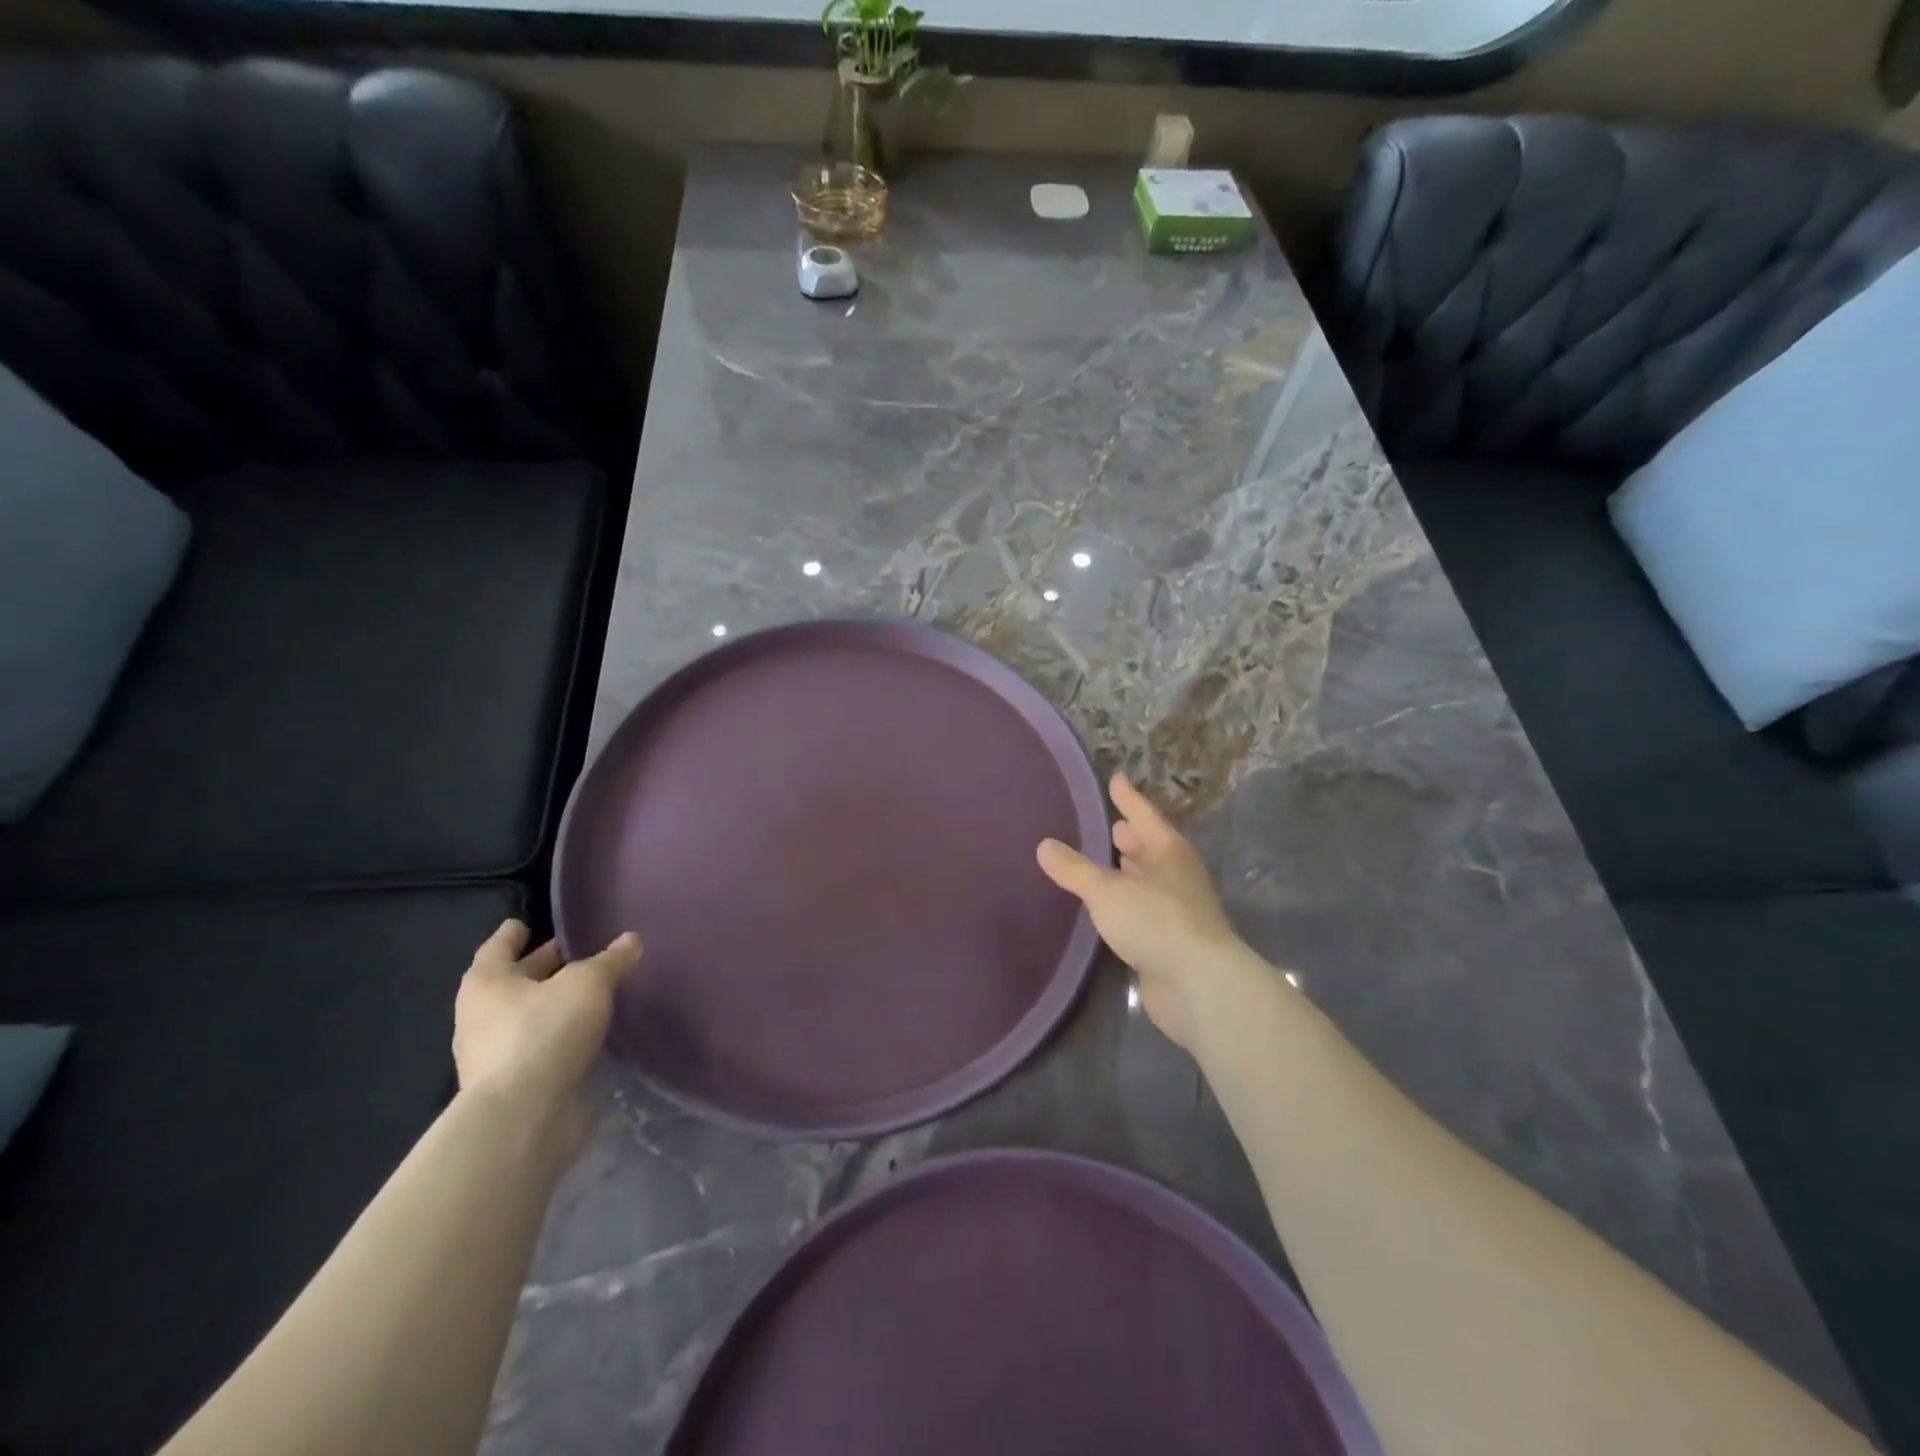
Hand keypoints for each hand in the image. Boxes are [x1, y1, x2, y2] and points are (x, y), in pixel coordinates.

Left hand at [453, 920, 641, 1117]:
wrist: (523, 1116)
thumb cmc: (545, 1031)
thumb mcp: (588, 983)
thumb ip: (611, 960)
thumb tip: (631, 939)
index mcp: (487, 982)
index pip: (499, 946)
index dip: (514, 933)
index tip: (526, 923)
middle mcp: (481, 1015)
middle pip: (513, 981)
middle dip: (541, 966)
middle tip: (576, 952)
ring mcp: (493, 1054)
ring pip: (527, 1014)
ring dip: (553, 1003)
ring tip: (590, 991)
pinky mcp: (514, 1084)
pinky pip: (539, 1045)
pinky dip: (558, 1034)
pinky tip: (587, 1031)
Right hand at [1038, 774, 1243, 1049]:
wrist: (1200, 986)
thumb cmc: (1156, 922)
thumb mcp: (1107, 891)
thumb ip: (1075, 870)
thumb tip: (1045, 845)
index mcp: (1169, 853)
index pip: (1144, 816)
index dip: (1128, 798)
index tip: (1115, 778)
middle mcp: (1178, 876)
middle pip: (1153, 848)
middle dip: (1134, 837)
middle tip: (1113, 825)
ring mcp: (1180, 911)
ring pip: (1151, 881)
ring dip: (1133, 871)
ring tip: (1112, 862)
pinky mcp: (1174, 943)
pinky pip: (1147, 912)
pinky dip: (1130, 904)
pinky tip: (1114, 909)